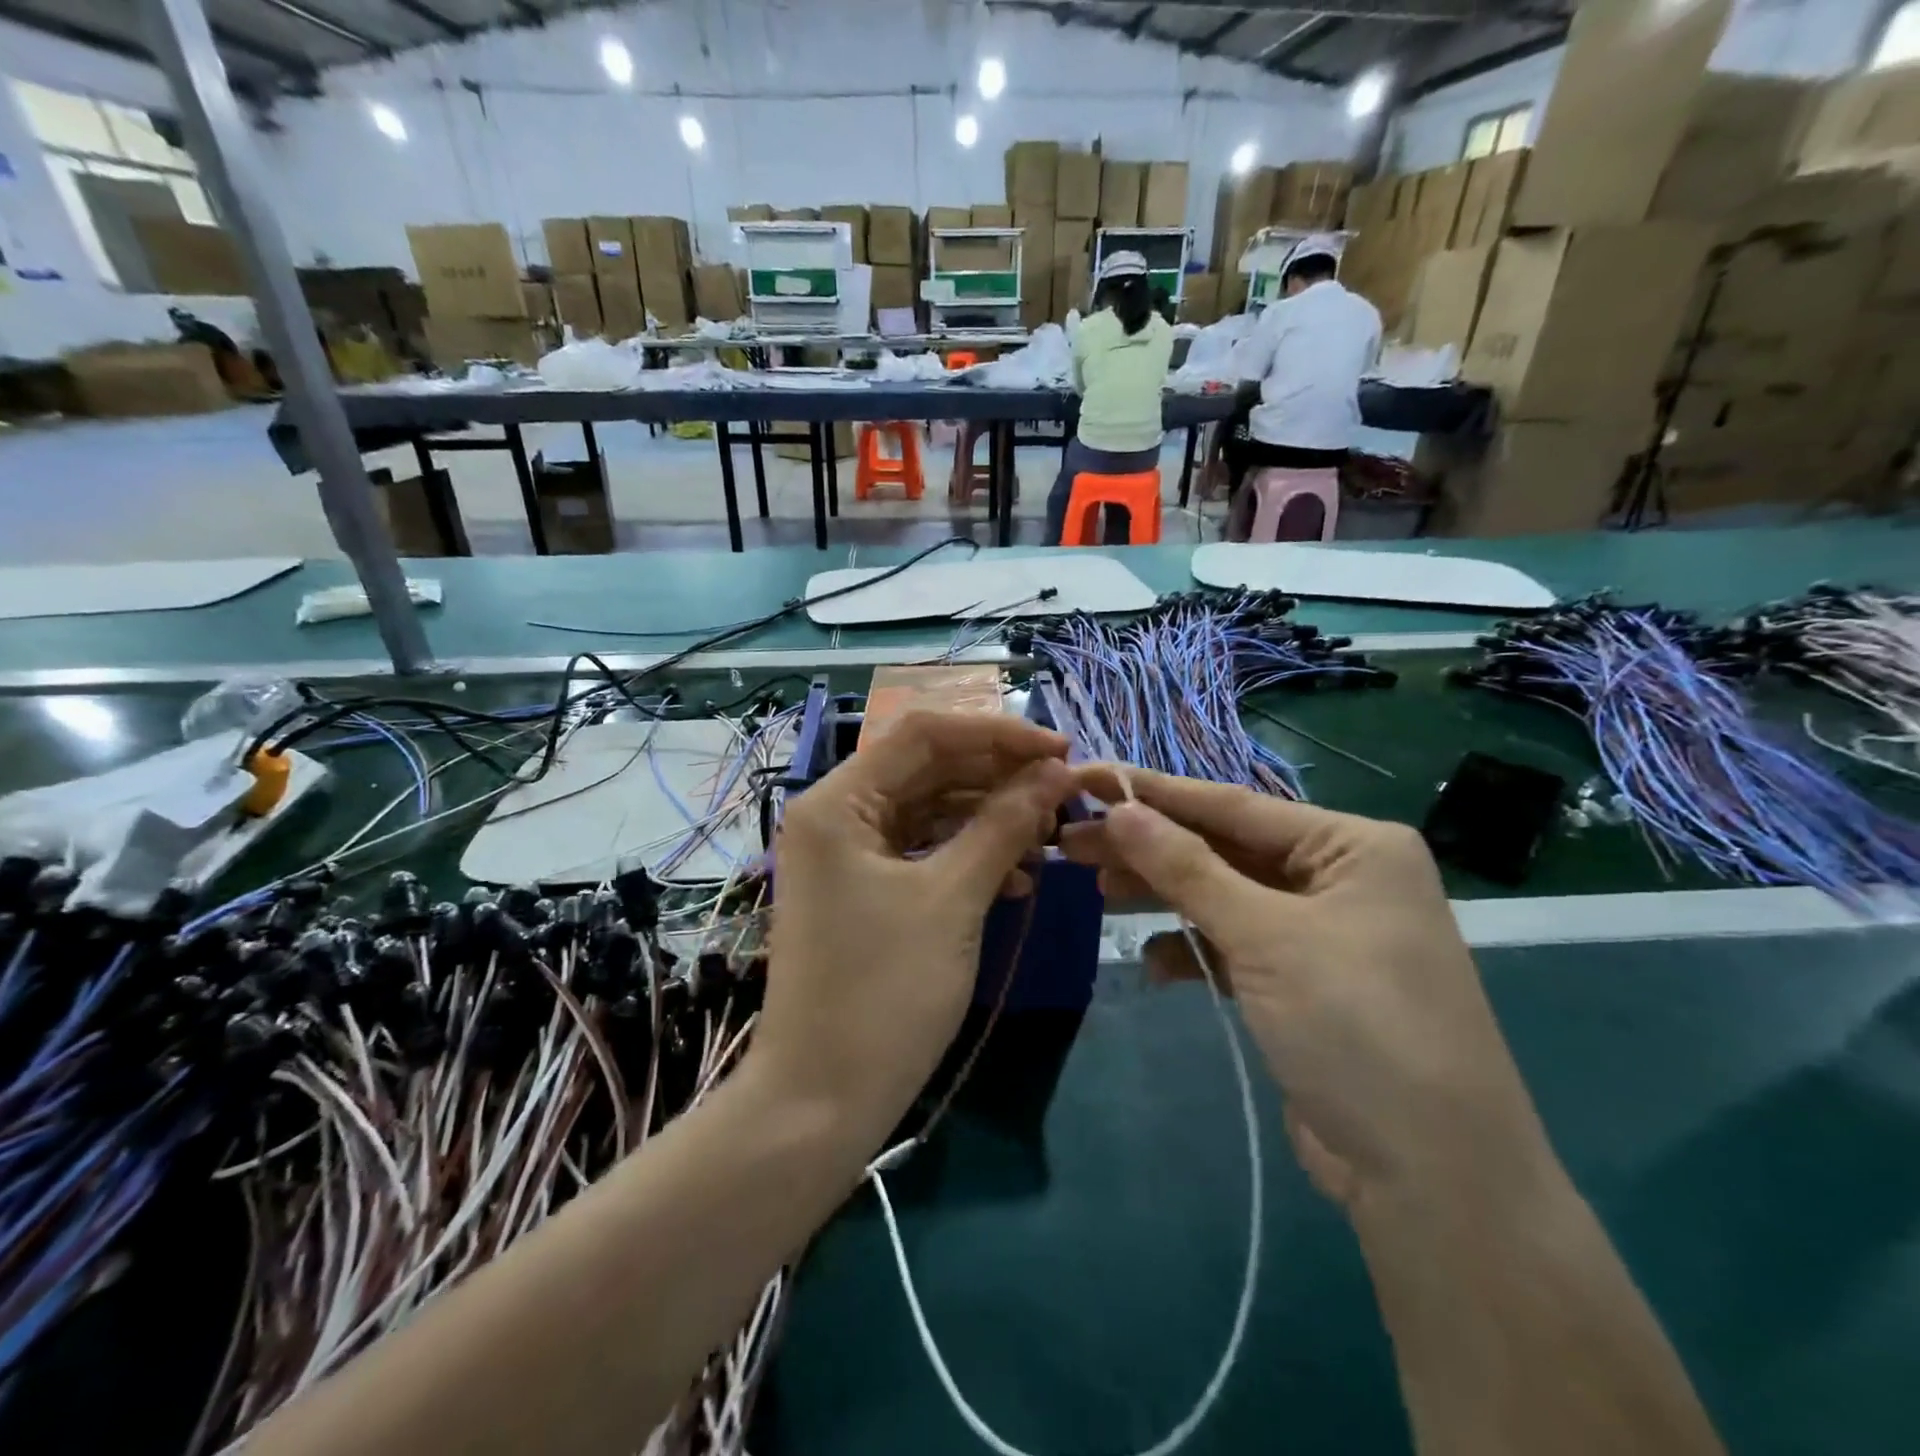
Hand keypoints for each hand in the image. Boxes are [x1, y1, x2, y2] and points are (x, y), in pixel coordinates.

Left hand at [756, 712, 1074, 1151]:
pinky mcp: (864, 888)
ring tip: (1048, 837)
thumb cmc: (883, 992)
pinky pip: (923, 850)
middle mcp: (835, 813)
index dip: (997, 734)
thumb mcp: (953, 899)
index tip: (1061, 749)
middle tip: (1063, 793)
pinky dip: (968, 854)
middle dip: (998, 776)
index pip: (925, 734)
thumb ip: (1004, 824)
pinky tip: (1017, 875)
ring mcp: (848, 853)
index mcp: (837, 800)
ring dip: (989, 817)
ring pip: (930, 809)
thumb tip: (1057, 771)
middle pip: (928, 768)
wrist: (821, 1101)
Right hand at [1062, 767, 1556, 1219]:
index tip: (1087, 777)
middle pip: (1222, 849)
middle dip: (1148, 847)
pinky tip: (1155, 964)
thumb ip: (1187, 868)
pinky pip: (1234, 943)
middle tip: (1071, 840)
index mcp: (1351, 845)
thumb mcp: (1265, 937)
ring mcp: (1320, 932)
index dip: (1152, 792)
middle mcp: (1338, 877)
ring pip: (1222, 895)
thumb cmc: (1357, 1027)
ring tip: (1097, 890)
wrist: (1433, 1181)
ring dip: (1163, 895)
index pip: (1231, 805)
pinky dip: (1193, 948)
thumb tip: (1120, 809)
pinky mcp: (1301, 982)